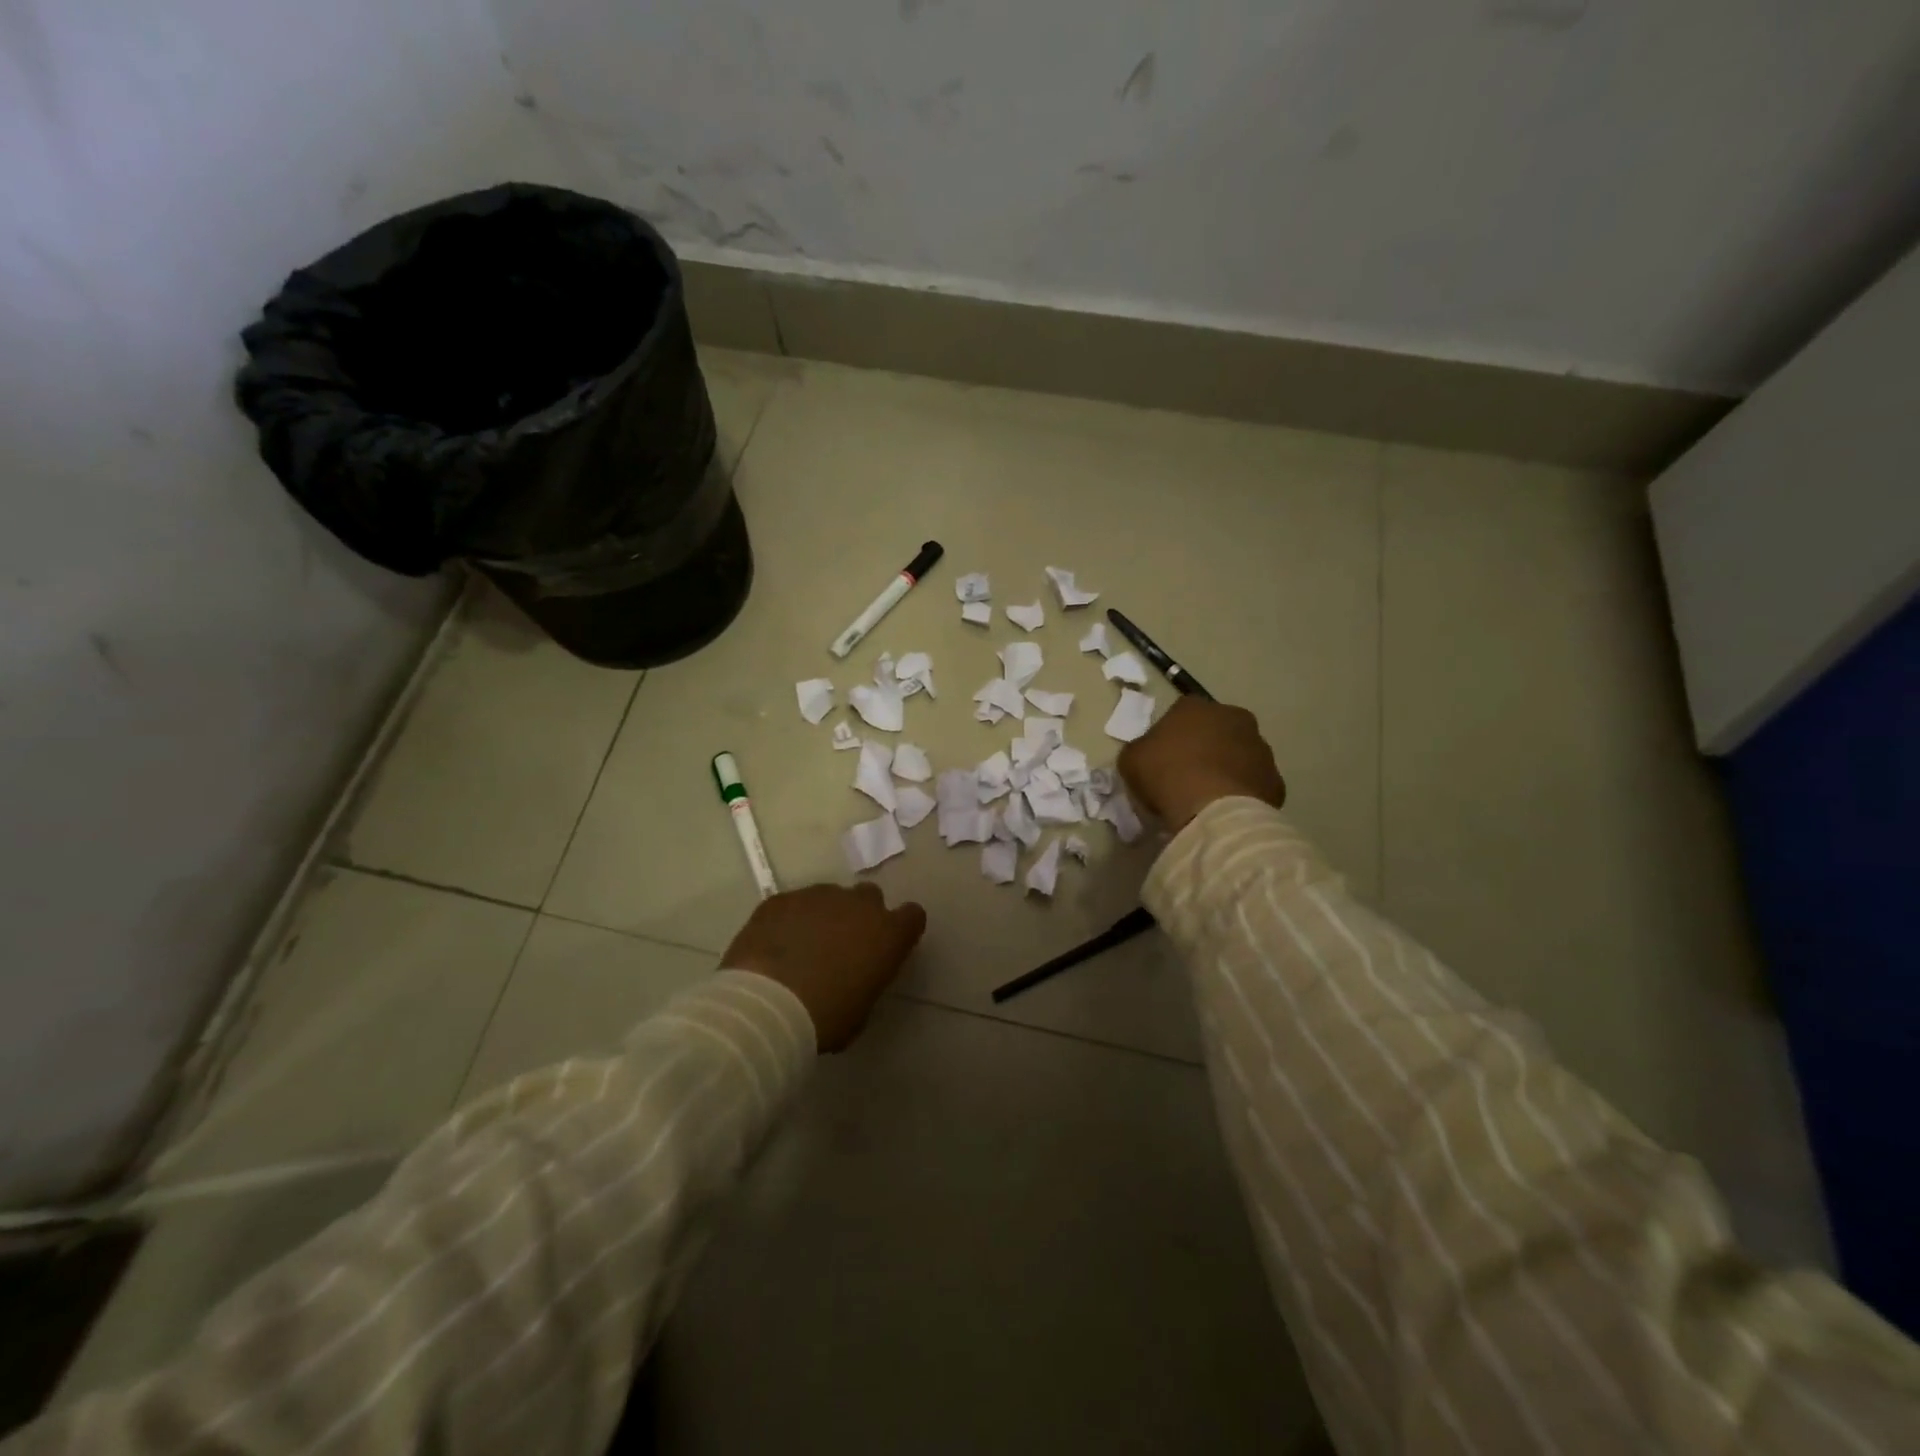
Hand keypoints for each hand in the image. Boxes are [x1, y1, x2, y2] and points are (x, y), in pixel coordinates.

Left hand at [721, 883, 927, 1051]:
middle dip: (860, 915)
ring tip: (801, 947)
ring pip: (829, 897)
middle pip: (870, 897)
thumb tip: (854, 976)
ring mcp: (818, 896)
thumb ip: (866, 980)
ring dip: (823, 916)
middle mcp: (858, 905)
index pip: (912, 916)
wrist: (767, 1004)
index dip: (901, 928)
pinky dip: (789, 920)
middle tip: (842, 945)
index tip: (887, 946)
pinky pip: (793, 904)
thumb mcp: (861, 1010)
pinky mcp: (782, 899)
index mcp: (888, 934)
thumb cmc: (825, 1018)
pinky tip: (774, 946)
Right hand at [1118, 696, 1286, 831]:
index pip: (1182, 712)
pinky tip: (1227, 809)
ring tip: (1209, 796)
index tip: (1163, 756)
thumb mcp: (1132, 759)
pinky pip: (1254, 783)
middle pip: (1216, 729)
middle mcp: (1234, 717)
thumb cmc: (1166, 776)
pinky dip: (1243, 792)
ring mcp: (1260, 748)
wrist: (1212, 810)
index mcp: (1196, 707)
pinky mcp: (1275, 779)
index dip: (1172, 734)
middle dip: (1205, 746)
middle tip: (1187, 774)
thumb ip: (1142, 749)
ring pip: (1240, 754)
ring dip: (1227, 767)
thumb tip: (1150, 754)